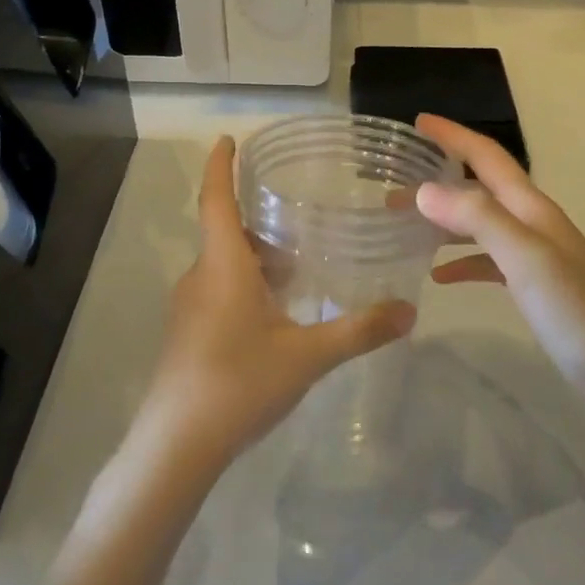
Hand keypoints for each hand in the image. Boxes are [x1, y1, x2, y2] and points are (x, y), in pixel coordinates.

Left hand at [133, 136, 416, 472]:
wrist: (176, 445)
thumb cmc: (239, 383)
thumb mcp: (308, 355)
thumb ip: (359, 330)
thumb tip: (409, 311)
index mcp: (223, 265)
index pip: (216, 198)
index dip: (221, 166)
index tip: (229, 139)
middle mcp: (200, 276)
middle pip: (227, 233)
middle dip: (261, 224)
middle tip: (302, 224)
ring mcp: (188, 307)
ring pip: (224, 265)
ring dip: (257, 260)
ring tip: (299, 272)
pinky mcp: (187, 334)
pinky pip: (218, 291)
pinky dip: (246, 287)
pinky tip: (276, 316)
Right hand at [413, 114, 584, 392]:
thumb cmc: (576, 309)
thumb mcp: (526, 258)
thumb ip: (478, 219)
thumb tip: (424, 190)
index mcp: (530, 207)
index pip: (486, 157)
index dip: (453, 136)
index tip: (418, 122)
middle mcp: (530, 222)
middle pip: (479, 187)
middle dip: (439, 177)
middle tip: (394, 184)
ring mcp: (533, 254)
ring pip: (479, 223)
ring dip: (444, 219)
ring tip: (404, 225)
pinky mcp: (532, 285)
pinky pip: (487, 260)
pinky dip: (461, 260)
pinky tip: (437, 275)